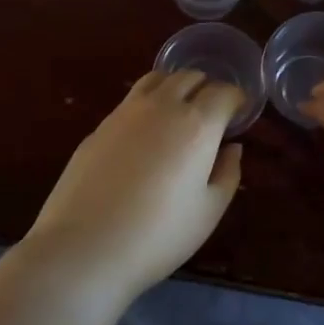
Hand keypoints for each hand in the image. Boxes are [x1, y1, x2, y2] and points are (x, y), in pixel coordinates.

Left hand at [22, 70, 243, 301]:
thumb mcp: (208, 212)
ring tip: (179, 111)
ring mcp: (126, 111)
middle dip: (207, 88)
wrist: (84, 247)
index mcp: (197, 124)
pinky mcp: (100, 124)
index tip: (239, 113)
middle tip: (212, 113)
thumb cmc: (158, 235)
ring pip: (158, 78)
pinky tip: (145, 133)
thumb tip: (231, 147)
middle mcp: (163, 105)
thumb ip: (227, 174)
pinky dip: (149, 102)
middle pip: (190, 77)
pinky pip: (132, 99)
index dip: (236, 98)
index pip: (224, 91)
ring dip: (176, 86)